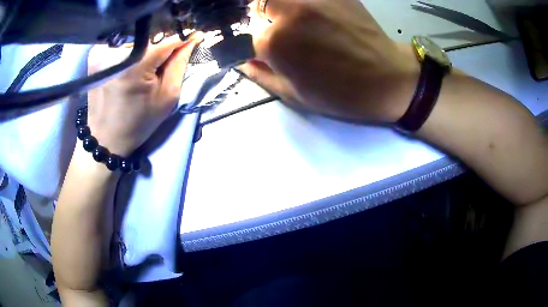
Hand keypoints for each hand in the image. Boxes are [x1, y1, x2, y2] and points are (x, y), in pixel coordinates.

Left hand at [87, 34, 202, 156]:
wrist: (105, 138)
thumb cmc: (137, 122)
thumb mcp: (167, 97)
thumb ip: (179, 64)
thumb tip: (191, 39)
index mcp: (135, 66)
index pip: (167, 40)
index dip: (182, 39)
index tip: (194, 37)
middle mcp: (115, 53)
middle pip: (150, 37)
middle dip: (162, 45)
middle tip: (165, 59)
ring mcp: (102, 52)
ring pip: (136, 39)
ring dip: (145, 47)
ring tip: (143, 65)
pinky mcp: (94, 55)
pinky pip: (120, 43)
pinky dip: (129, 50)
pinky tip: (129, 63)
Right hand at [242, 0, 419, 122]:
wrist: (387, 79)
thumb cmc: (341, 94)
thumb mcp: (294, 94)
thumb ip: (260, 74)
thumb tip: (242, 61)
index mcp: (275, 42)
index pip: (246, 35)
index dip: (253, 45)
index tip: (262, 50)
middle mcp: (290, 12)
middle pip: (259, 4)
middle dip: (263, 18)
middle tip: (280, 31)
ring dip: (282, 8)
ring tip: (301, 24)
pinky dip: (306, 5)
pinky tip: (320, 17)